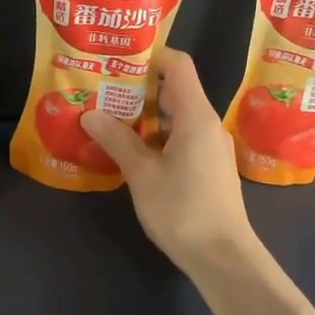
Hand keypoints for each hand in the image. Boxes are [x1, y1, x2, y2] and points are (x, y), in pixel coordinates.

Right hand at [81, 48, 261, 277]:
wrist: (223, 257)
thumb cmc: (182, 210)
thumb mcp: (142, 175)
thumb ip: (117, 140)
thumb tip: (90, 113)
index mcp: (196, 116)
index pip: (178, 65)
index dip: (151, 56)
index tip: (118, 60)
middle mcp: (208, 124)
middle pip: (175, 89)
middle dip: (139, 87)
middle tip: (103, 89)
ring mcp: (211, 146)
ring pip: (177, 116)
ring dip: (146, 115)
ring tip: (110, 118)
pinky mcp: (210, 167)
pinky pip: (182, 137)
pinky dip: (158, 136)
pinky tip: (131, 150)